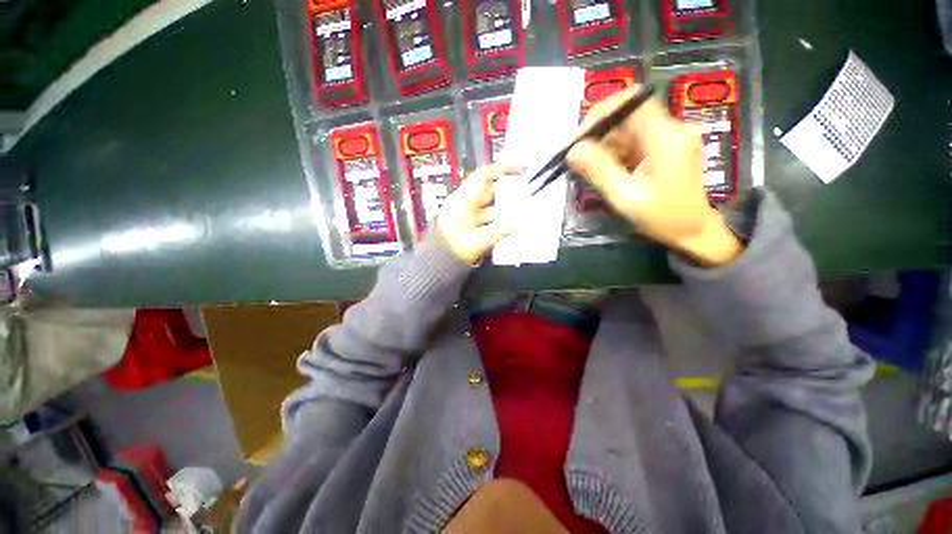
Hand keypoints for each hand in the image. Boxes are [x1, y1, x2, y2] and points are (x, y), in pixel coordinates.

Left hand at [436, 163, 513, 264]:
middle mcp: (464, 205)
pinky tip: (509, 224)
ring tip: (522, 208)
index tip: (518, 165)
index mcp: (462, 201)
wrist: (437, 264)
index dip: (501, 168)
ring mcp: (467, 216)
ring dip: (504, 206)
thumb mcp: (477, 240)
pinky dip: (499, 219)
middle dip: (506, 188)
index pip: (483, 177)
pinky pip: (488, 217)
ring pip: (489, 205)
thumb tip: (519, 223)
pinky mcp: (469, 226)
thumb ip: (499, 231)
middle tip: (525, 188)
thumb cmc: (451, 250)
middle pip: (488, 190)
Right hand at [566, 86, 742, 266]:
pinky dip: (613, 155)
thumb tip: (572, 150)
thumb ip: (599, 170)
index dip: (601, 113)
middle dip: (597, 135)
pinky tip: (604, 173)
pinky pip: (632, 144)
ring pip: (626, 131)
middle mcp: (669, 129)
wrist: (693, 231)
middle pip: (626, 117)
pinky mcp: (663, 149)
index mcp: (664, 136)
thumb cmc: (663, 217)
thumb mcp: (625, 196)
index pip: (631, 101)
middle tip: (576, 159)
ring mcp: (667, 139)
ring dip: (603, 148)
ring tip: (586, 170)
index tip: (580, 138)